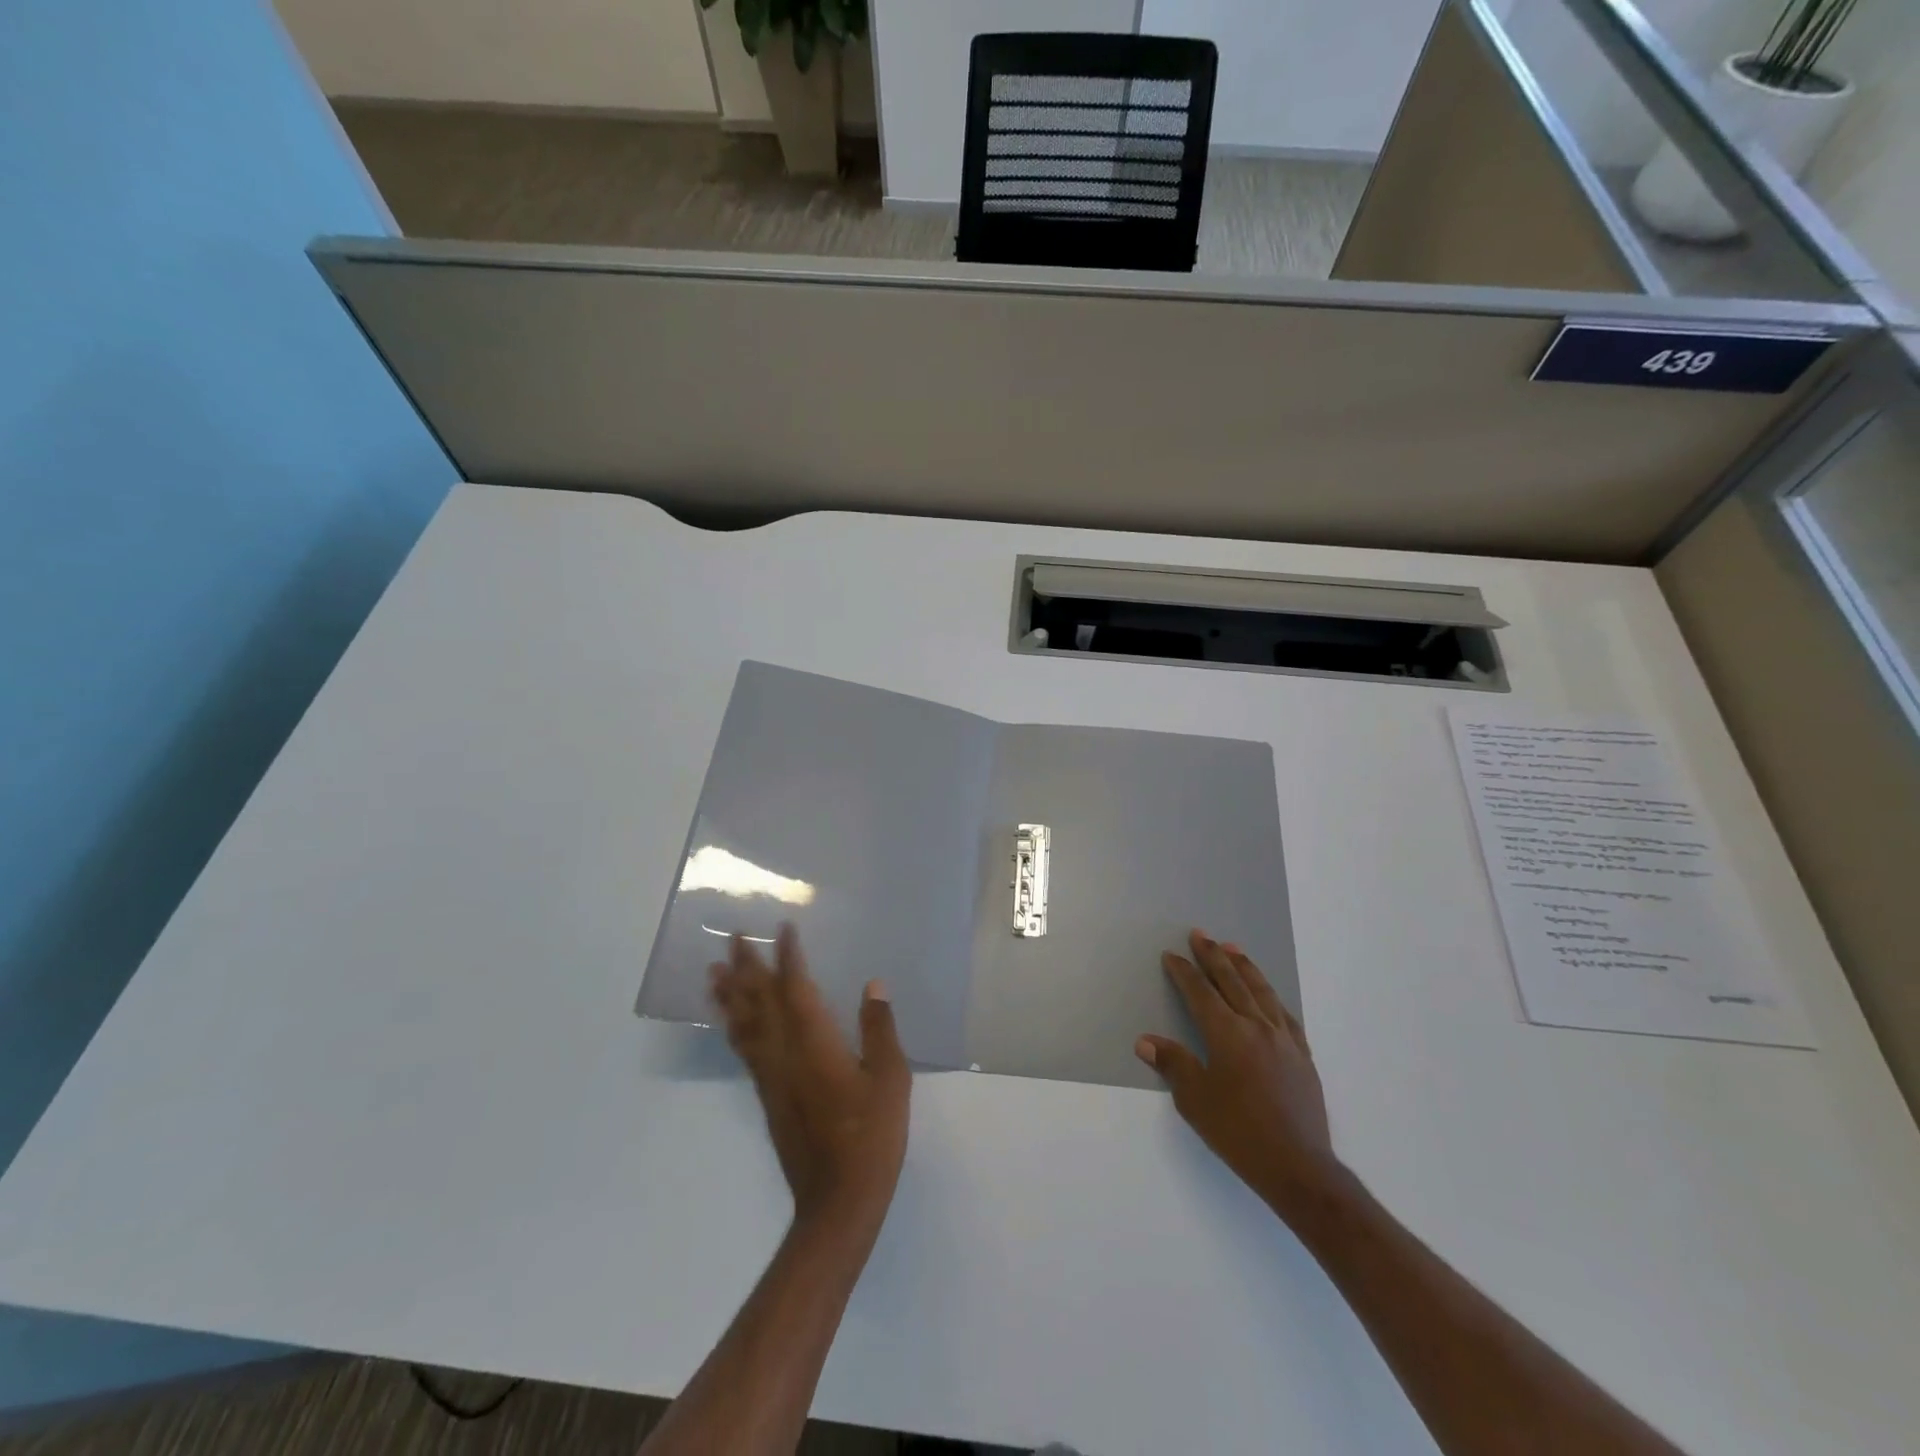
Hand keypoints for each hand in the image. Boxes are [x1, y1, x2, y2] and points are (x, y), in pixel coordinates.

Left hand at [710, 925, 910, 1232]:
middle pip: (760, 1001)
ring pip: (744, 1025)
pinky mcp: (768, 1097)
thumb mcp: (890, 1079)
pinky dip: (734, 1028)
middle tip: (732, 937)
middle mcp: (785, 1054)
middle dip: (746, 967)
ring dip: (729, 995)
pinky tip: (731, 1022)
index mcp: (815, 1044)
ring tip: (713, 971)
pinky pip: (744, 1050)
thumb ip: (880, 1029)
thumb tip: (873, 985)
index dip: (788, 957)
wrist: (838, 1201)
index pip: (796, 988)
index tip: (782, 929)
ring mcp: (771, 1077)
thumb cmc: (871, 1136)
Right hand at [1136, 930, 1340, 1221]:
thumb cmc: (1239, 1133)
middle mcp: (1256, 1026)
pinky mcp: (1302, 1056)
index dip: (1183, 971)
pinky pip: (1284, 1014)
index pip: (1199, 992)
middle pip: (1231, 981)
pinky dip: (1270, 996)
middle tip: (1199, 934)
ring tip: (1232, 948)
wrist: (1299, 1167)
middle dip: (1212, 956)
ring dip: (1244, 966)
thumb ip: (1173, 1064)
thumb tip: (1146, 1041)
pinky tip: (1267, 995)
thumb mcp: (1195, 1101)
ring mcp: (1283, 1039)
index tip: (1171, 955)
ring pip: (1261, 991)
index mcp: (1227, 1033)